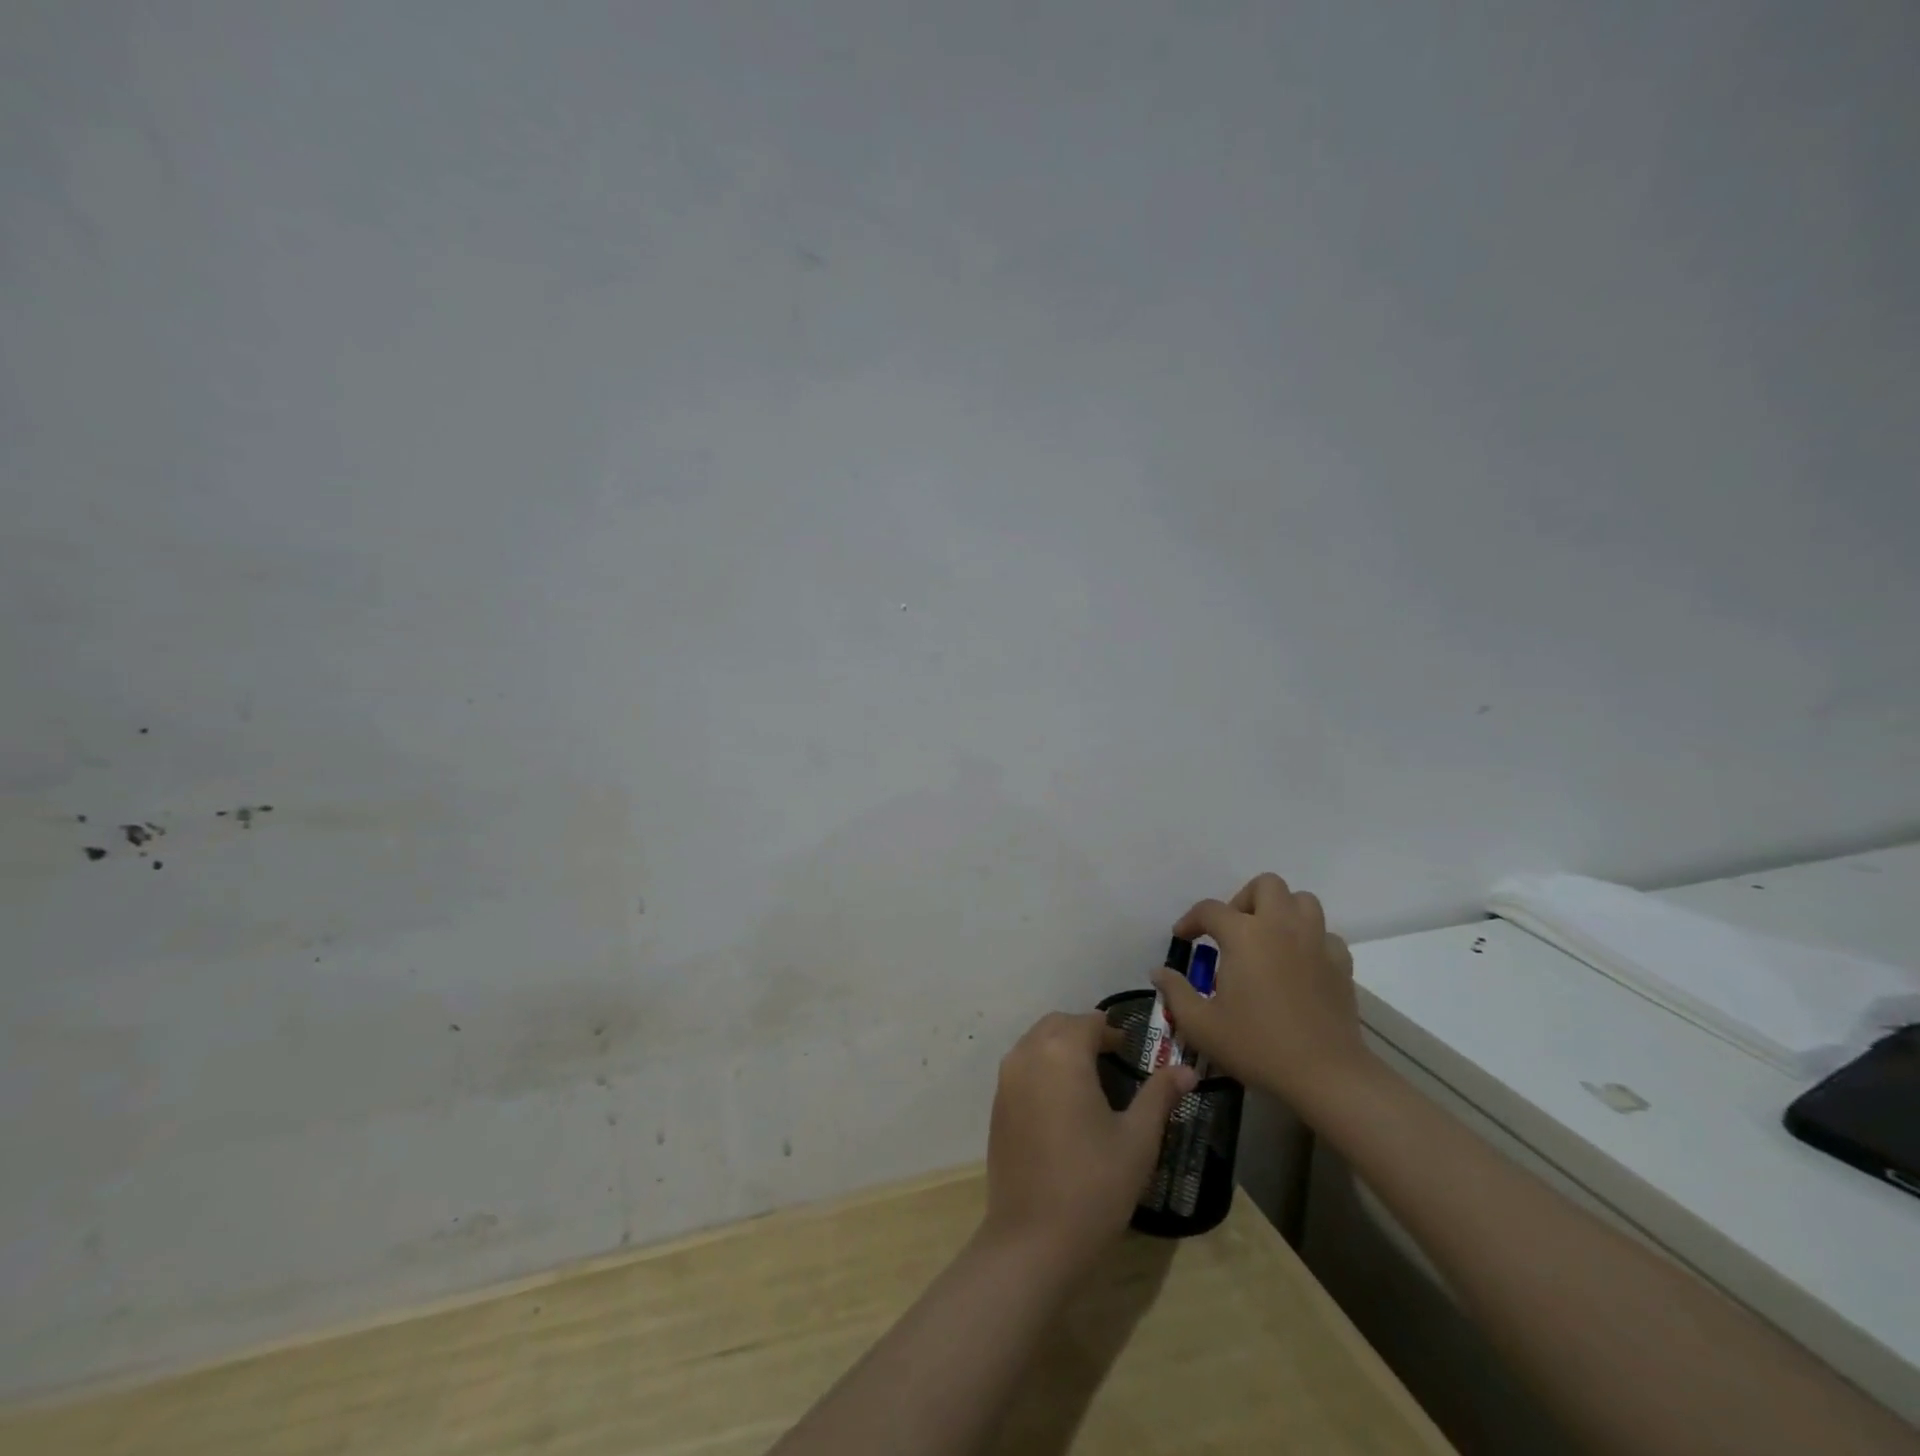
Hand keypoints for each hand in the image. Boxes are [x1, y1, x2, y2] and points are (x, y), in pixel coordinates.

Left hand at [980, 1012, 1195, 1275]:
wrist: (1033, 1240)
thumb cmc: (1094, 1185)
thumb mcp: (1138, 1140)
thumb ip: (1160, 1095)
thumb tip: (1188, 1070)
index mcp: (1062, 1053)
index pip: (1089, 1022)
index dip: (1113, 1032)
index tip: (1133, 1051)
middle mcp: (1027, 1054)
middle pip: (1058, 1025)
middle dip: (1085, 1033)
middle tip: (1114, 1058)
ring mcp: (1006, 1079)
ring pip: (1036, 1042)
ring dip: (1061, 1047)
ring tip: (1091, 1078)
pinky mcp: (997, 1105)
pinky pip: (1022, 1067)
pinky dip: (1043, 1066)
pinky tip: (1063, 1102)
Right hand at [1150, 873, 1370, 1113]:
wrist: (1326, 1075)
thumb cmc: (1257, 1045)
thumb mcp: (1201, 1025)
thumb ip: (1175, 992)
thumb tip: (1160, 972)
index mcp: (1244, 935)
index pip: (1210, 909)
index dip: (1190, 920)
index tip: (1183, 939)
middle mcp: (1281, 926)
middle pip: (1265, 885)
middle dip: (1244, 899)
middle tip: (1232, 931)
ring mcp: (1316, 942)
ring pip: (1302, 901)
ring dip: (1282, 911)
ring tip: (1267, 939)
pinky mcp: (1341, 964)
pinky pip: (1325, 934)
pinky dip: (1310, 940)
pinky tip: (1299, 964)